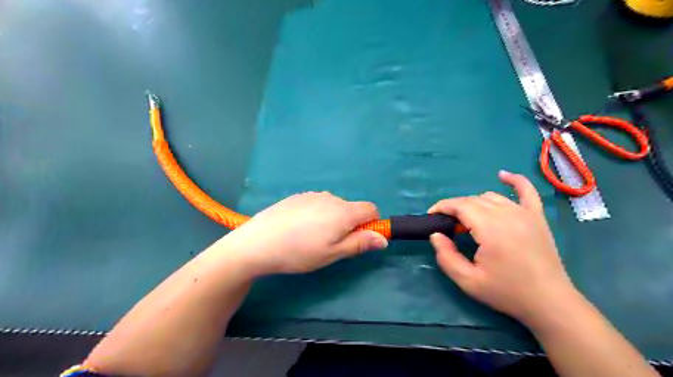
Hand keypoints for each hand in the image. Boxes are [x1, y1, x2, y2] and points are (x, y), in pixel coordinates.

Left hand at [221, 193, 388, 274]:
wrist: (258, 242)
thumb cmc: (299, 252)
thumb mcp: (332, 254)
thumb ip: (359, 244)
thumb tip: (383, 238)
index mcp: (343, 212)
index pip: (371, 208)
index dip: (371, 223)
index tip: (359, 238)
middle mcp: (331, 198)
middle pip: (351, 208)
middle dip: (349, 224)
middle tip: (330, 244)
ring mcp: (312, 195)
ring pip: (333, 206)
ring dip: (332, 219)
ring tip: (311, 237)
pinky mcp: (297, 196)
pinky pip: (317, 203)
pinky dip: (317, 214)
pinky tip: (298, 228)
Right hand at [428, 171, 574, 325]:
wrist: (549, 303)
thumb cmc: (507, 292)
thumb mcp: (468, 281)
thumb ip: (446, 257)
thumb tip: (435, 235)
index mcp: (490, 228)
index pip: (460, 206)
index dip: (442, 207)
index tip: (431, 216)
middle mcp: (507, 214)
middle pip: (473, 200)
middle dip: (455, 207)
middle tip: (448, 225)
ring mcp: (525, 213)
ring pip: (491, 197)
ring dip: (474, 203)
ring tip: (468, 219)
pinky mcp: (537, 217)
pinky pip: (526, 190)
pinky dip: (514, 180)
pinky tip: (502, 176)